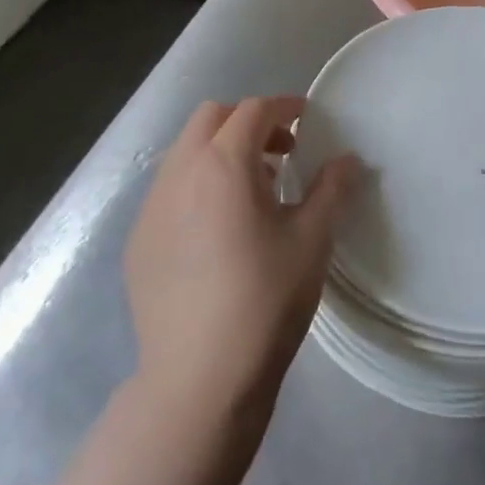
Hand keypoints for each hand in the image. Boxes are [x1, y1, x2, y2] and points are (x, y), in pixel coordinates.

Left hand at [125, 97, 357, 427]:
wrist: (199, 377)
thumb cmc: (265, 299)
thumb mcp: (313, 240)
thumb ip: (332, 188)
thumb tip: (347, 159)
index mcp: (224, 164)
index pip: (253, 110)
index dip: (284, 107)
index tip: (306, 119)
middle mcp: (180, 173)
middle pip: (210, 117)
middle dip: (246, 121)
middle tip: (279, 153)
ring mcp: (151, 207)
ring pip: (184, 151)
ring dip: (218, 152)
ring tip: (250, 192)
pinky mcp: (138, 240)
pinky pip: (168, 190)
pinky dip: (195, 185)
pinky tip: (216, 230)